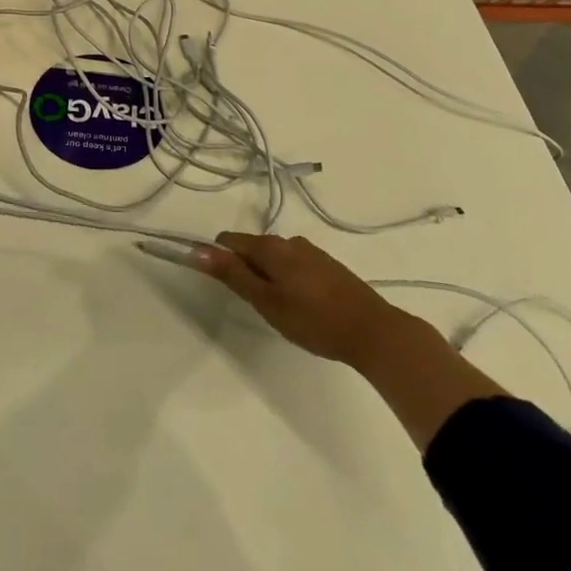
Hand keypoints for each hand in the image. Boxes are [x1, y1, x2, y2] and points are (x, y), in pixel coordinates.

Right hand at [196, 231, 404, 366]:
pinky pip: (295, 265)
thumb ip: (232, 274)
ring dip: (268, 276)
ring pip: (275, 258)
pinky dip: (288, 279)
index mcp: (271, 247)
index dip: (217, 258)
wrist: (372, 330)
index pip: (229, 240)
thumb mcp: (266, 301)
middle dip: (245, 270)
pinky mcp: (328, 266)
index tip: (221, 286)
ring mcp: (312, 252)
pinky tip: (301, 306)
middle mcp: (290, 241)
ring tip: (279, 309)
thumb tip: (197, 249)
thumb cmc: (313, 319)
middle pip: (253, 248)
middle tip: (255, 305)